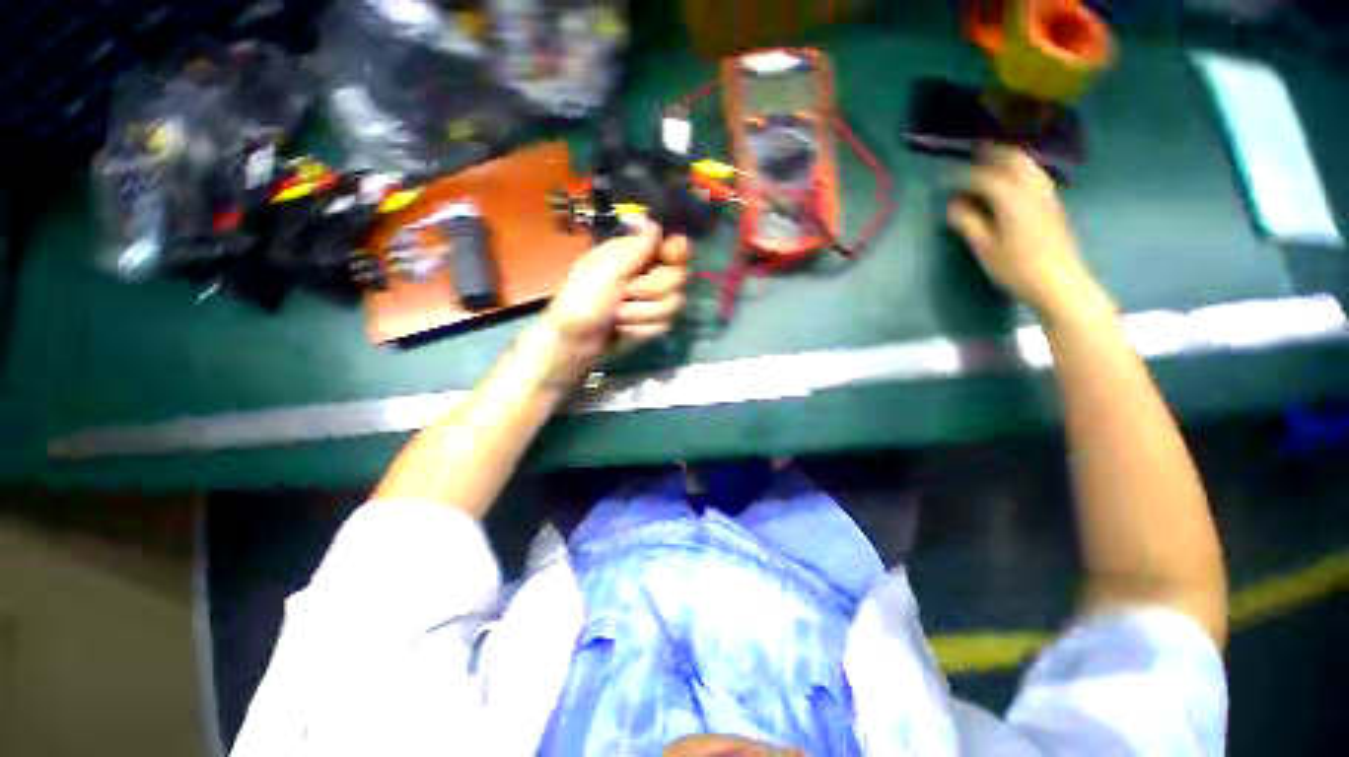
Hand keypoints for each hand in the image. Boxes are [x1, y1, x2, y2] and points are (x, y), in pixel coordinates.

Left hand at [532, 221, 689, 386]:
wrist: (576, 342)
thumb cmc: (584, 300)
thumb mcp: (606, 269)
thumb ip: (635, 248)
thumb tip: (653, 221)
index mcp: (636, 254)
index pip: (674, 245)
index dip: (677, 252)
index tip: (668, 258)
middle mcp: (649, 275)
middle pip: (679, 276)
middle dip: (650, 289)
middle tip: (625, 293)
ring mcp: (653, 301)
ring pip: (673, 303)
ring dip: (641, 312)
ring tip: (617, 315)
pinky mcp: (654, 324)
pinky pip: (664, 324)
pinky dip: (641, 329)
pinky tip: (623, 328)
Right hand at [946, 145, 1103, 320]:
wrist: (1060, 282)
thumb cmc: (1017, 268)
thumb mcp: (985, 248)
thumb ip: (969, 222)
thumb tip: (954, 204)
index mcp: (1011, 198)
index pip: (983, 177)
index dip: (961, 175)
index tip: (944, 176)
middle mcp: (1031, 189)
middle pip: (1012, 159)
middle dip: (991, 152)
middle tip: (971, 152)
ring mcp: (1046, 195)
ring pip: (1026, 164)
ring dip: (1006, 158)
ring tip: (989, 162)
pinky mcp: (1053, 204)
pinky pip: (1034, 175)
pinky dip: (1018, 170)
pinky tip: (1009, 180)